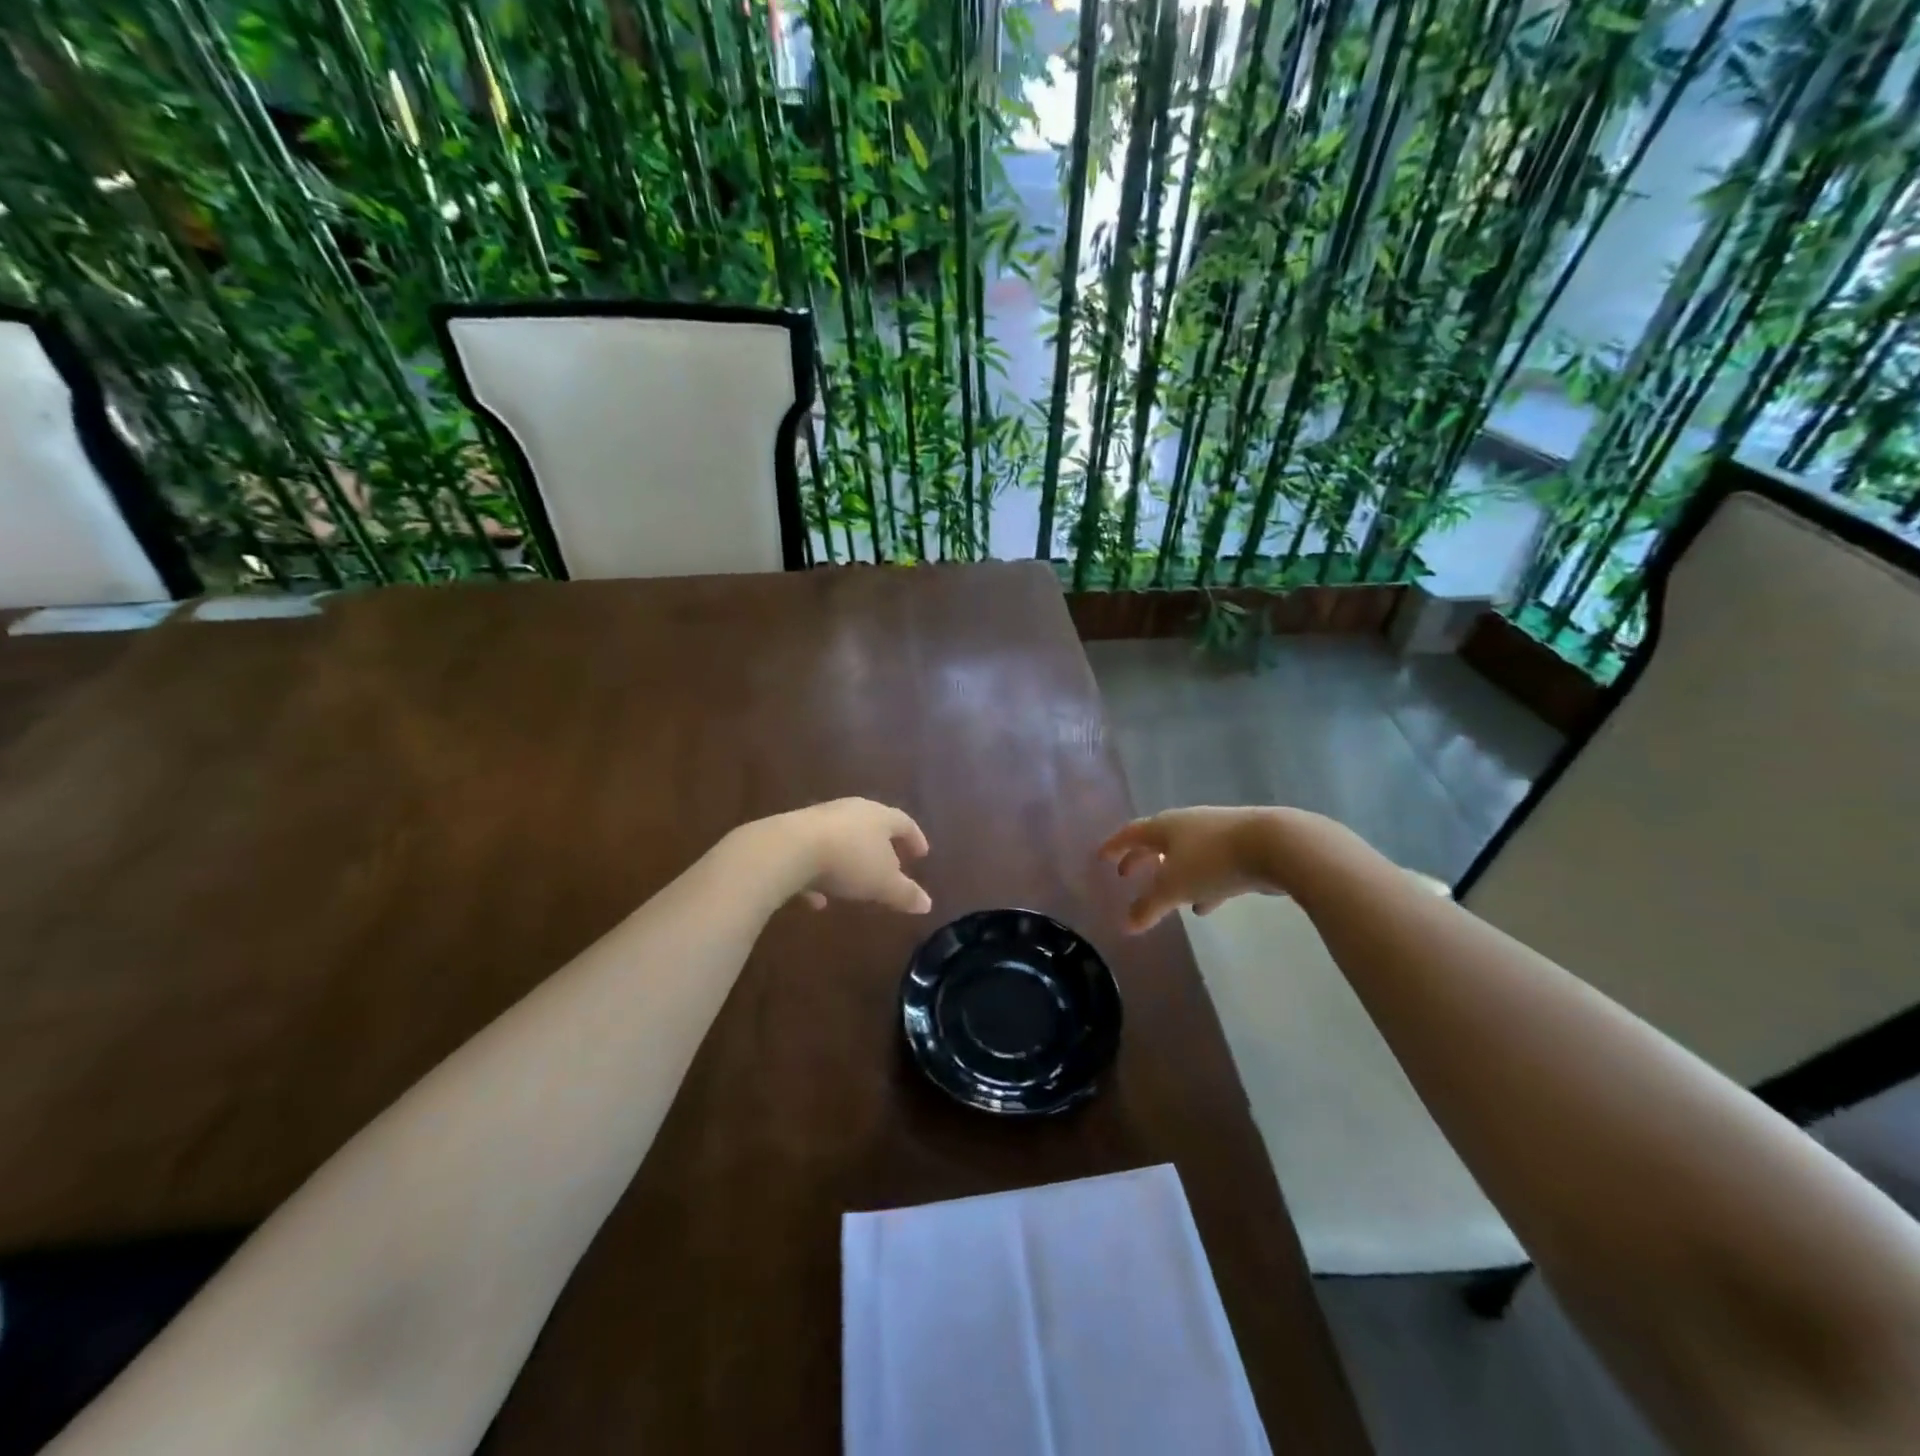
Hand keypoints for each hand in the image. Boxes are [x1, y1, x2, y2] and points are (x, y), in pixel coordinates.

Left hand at [763, 798, 932, 914]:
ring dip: (850, 860)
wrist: (788, 849)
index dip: (915, 839)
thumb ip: (905, 894)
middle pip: (872, 825)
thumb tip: (927, 904)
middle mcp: (851, 811)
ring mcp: (819, 820)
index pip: (904, 823)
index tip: (922, 854)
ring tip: (855, 884)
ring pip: (841, 839)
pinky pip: (813, 854)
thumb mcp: (883, 884)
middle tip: (891, 863)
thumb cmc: (849, 861)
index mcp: (879, 817)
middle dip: (882, 846)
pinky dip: (820, 874)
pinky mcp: (793, 834)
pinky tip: (817, 899)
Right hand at [1098, 807, 1292, 932]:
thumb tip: (1127, 925)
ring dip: (1172, 873)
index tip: (1100, 857)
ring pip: (1186, 854)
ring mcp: (1217, 833)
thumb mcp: (1175, 887)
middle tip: (1125, 875)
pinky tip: (1206, 904)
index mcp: (1165, 826)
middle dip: (1141, 859)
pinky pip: (1212, 866)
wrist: (1277, 845)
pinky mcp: (1243, 847)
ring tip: (1166, 896)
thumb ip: (1149, 907)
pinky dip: (1202, 884)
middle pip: (1157, 841)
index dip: (1114, 846)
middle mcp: (1188, 824)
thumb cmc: (1213, 861)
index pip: (1131, 833)